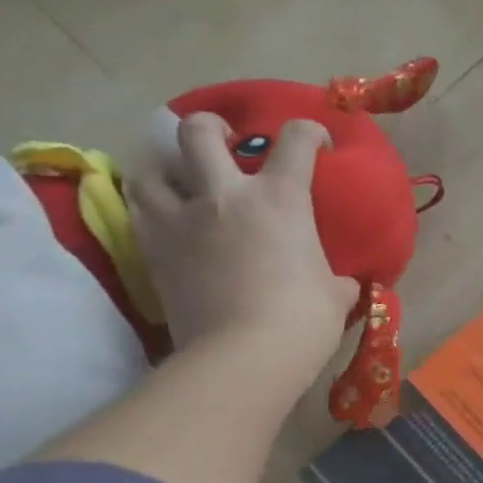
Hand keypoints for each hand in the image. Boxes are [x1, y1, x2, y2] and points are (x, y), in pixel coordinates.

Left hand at [129, 113, 357, 392]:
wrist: (245, 355)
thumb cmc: (304, 319)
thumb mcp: (335, 293)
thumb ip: (336, 278)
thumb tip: (342, 283)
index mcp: (281, 198)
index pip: (296, 139)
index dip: (311, 132)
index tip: (318, 145)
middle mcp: (225, 195)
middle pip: (199, 131)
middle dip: (212, 127)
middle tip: (224, 142)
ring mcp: (182, 220)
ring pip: (152, 166)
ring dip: (167, 165)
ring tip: (182, 178)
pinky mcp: (153, 249)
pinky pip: (139, 209)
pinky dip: (151, 205)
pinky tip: (166, 218)